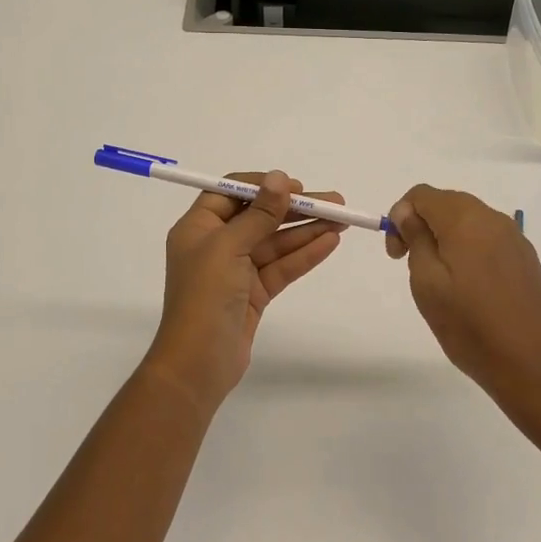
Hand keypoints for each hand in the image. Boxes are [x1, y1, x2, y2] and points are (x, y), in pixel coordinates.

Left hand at [142, 171, 345, 413]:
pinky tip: (330, 243)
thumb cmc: (205, 296)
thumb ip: (258, 213)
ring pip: (275, 243)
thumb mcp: (229, 247)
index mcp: (198, 228)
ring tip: (342, 220)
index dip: (263, 186)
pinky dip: (304, 255)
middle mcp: (216, 245)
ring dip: (306, 231)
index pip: (231, 193)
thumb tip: (278, 177)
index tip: (295, 186)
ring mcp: (236, 271)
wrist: (198, 364)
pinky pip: (281, 267)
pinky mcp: (254, 294)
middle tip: (334, 202)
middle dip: (295, 209)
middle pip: (259, 217)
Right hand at [385, 185, 540, 417]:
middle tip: (411, 267)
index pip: (422, 194)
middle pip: (446, 204)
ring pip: (468, 222)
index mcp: (466, 219)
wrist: (535, 367)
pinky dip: (468, 251)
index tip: (397, 255)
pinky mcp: (526, 259)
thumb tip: (408, 213)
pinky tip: (469, 290)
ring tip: (441, 283)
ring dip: (445, 239)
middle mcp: (494, 219)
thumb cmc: (471, 327)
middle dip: (422, 226)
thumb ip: (416, 238)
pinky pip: (488, 240)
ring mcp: (515, 239)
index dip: (400, 216)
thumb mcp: (427, 283)